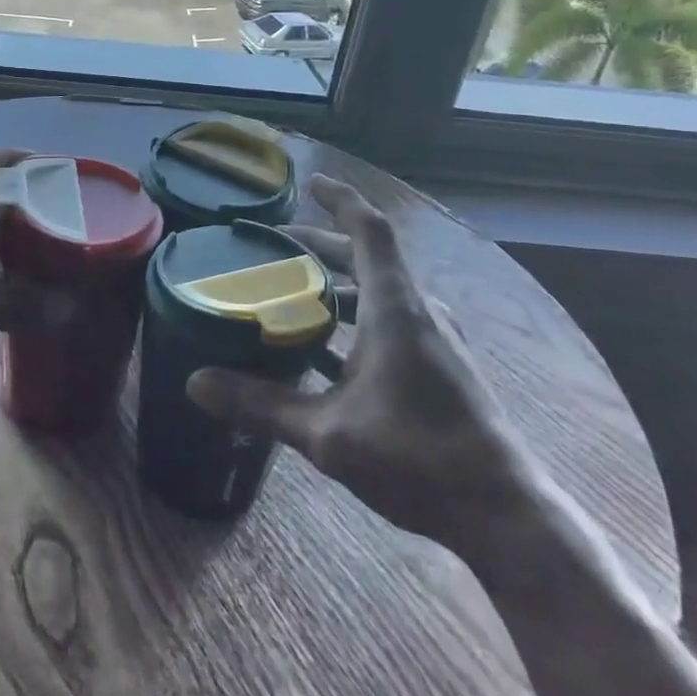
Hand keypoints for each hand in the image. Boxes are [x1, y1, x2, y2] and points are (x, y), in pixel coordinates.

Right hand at [186, 175, 537, 551]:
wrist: (502, 512)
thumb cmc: (416, 456)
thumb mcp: (326, 432)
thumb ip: (260, 405)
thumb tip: (194, 383)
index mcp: (396, 307)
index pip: (369, 230)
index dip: (339, 199)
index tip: (309, 183)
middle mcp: (418, 311)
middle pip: (366, 259)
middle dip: (321, 247)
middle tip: (275, 248)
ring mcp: (433, 339)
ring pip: (377, 294)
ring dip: (335, 287)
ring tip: (290, 296)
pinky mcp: (438, 367)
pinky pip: (389, 324)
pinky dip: (353, 322)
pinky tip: (321, 354)